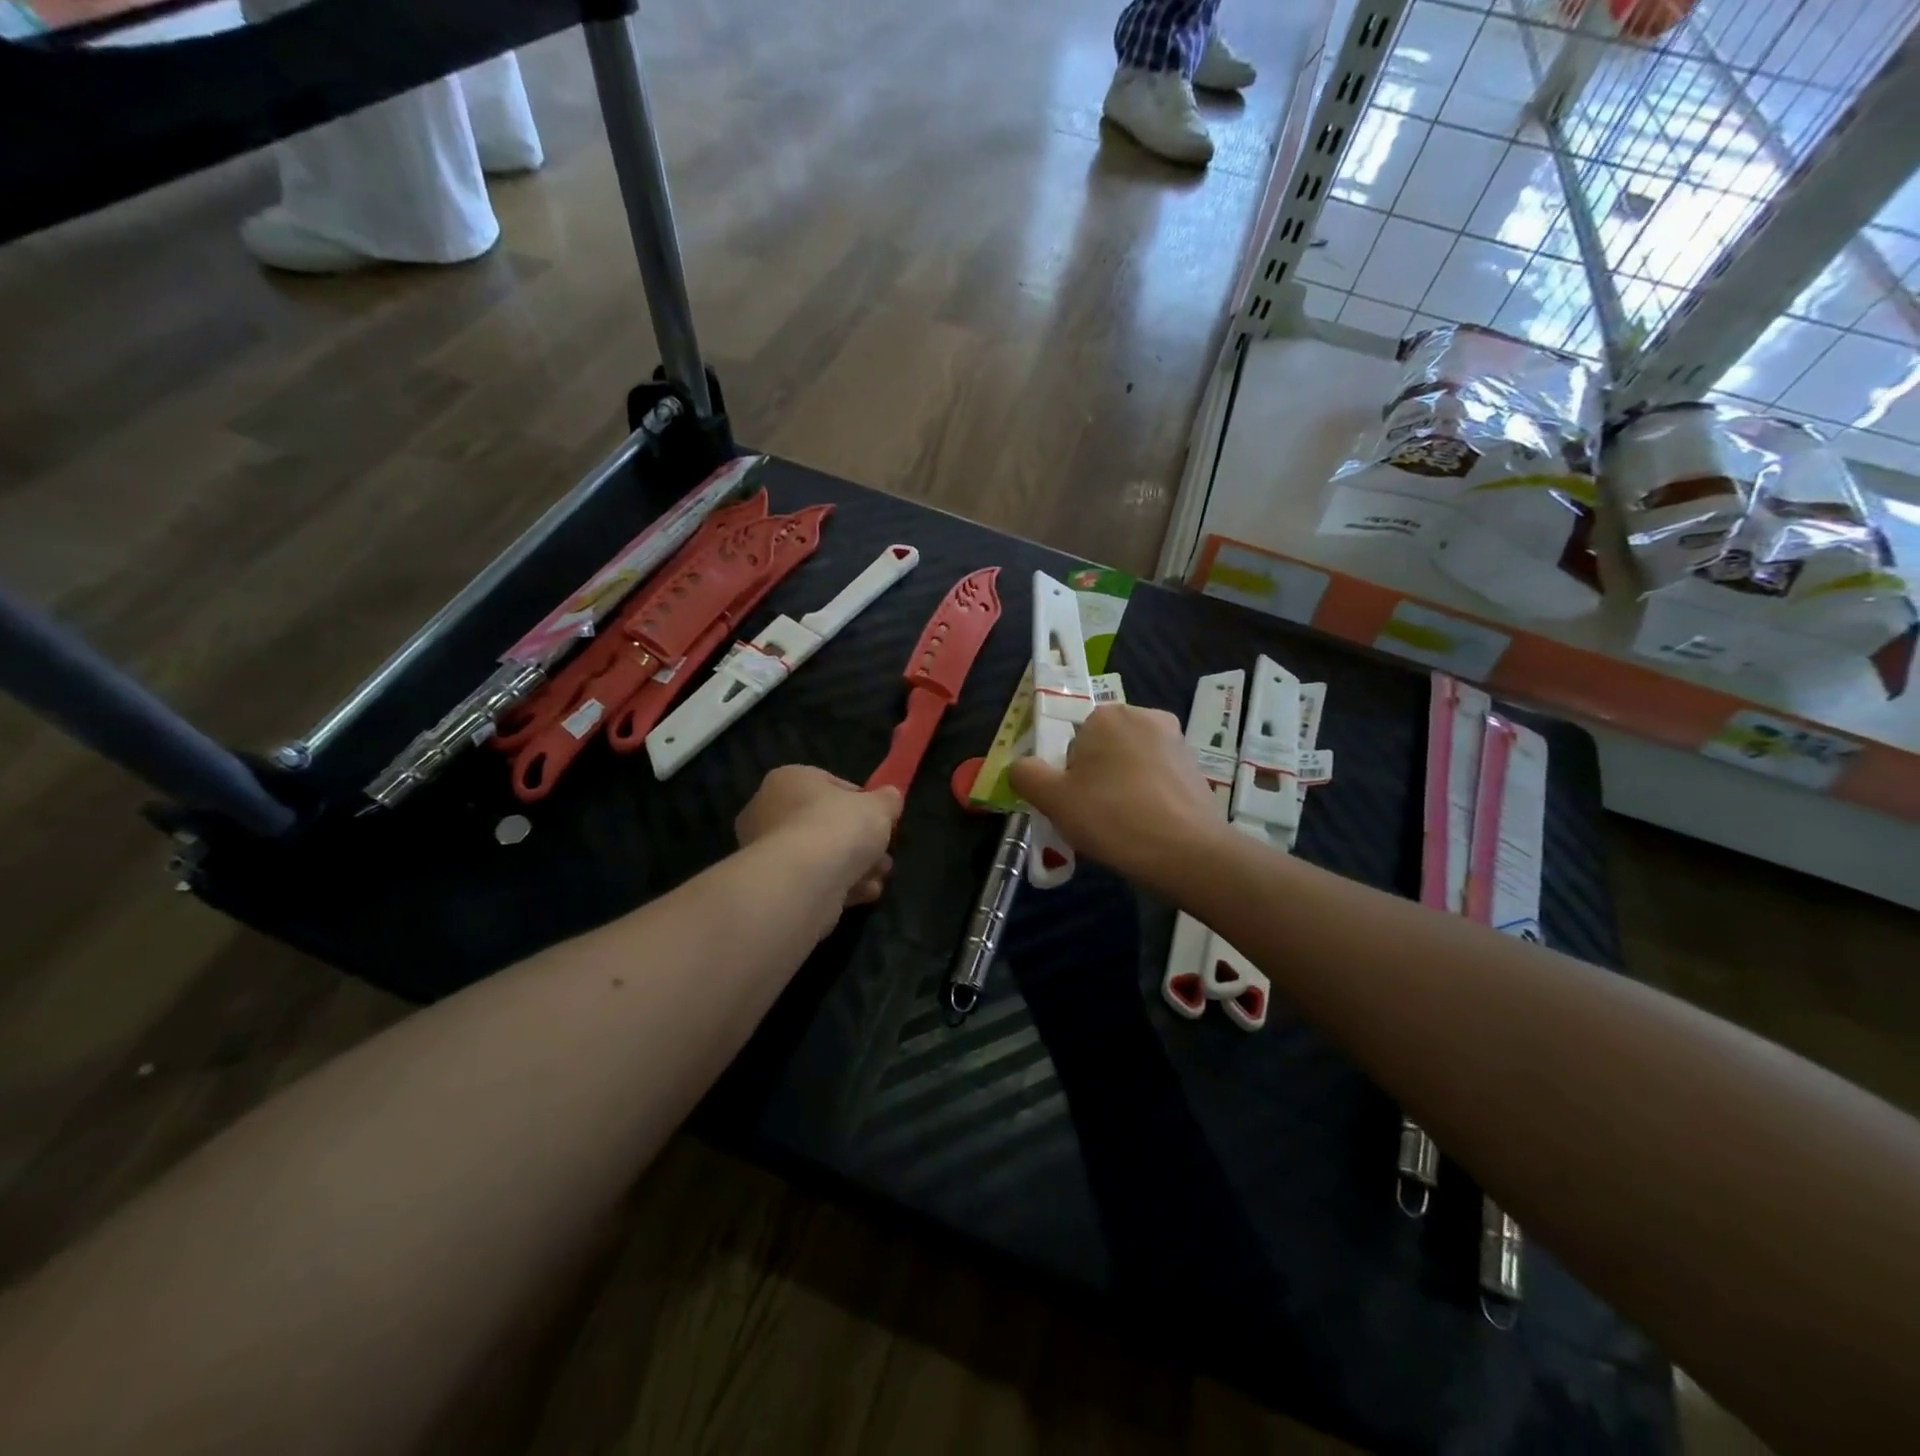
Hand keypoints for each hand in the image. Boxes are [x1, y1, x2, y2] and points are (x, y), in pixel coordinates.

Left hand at [735, 766, 901, 908]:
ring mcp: (768, 852)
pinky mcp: (775, 886)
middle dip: (861, 841)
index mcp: (789, 780)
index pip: (831, 785)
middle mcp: (769, 812)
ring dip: (856, 866)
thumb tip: (890, 798)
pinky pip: (814, 880)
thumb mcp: (879, 806)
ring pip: (822, 856)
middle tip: (884, 853)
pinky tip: (865, 893)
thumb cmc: (838, 827)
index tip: (882, 819)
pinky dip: (840, 886)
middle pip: (826, 824)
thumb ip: (887, 800)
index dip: (862, 802)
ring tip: (880, 876)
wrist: (803, 882)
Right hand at [1007, 704, 1221, 891]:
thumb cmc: (1113, 817)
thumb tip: (1022, 767)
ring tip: (1119, 828)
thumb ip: (1026, 775)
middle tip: (1091, 818)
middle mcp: (1144, 716)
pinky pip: (1156, 780)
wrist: (1187, 853)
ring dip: (1119, 789)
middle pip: (1102, 749)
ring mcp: (1176, 742)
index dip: (1065, 773)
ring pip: (1129, 765)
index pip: (1071, 739)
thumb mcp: (1052, 799)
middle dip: (1093, 779)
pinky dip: (1146, 799)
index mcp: (1107, 715)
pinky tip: (1145, 829)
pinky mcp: (1195, 769)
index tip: (1070, 803)